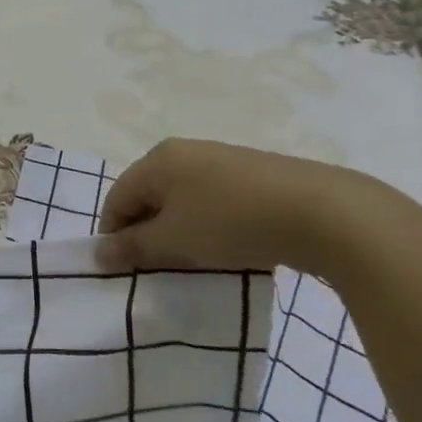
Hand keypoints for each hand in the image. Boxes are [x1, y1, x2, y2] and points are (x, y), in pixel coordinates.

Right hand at [94, 138, 398, 275]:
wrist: (323, 212)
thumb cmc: (231, 223)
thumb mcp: (174, 241)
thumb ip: (132, 247)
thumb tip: (98, 253)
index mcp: (158, 160)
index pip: (117, 198)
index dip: (113, 235)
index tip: (122, 270)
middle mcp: (185, 151)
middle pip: (149, 196)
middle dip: (147, 233)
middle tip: (157, 269)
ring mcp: (222, 160)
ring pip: (183, 200)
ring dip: (179, 232)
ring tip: (194, 263)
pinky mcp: (255, 174)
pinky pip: (214, 201)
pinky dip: (209, 225)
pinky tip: (227, 248)